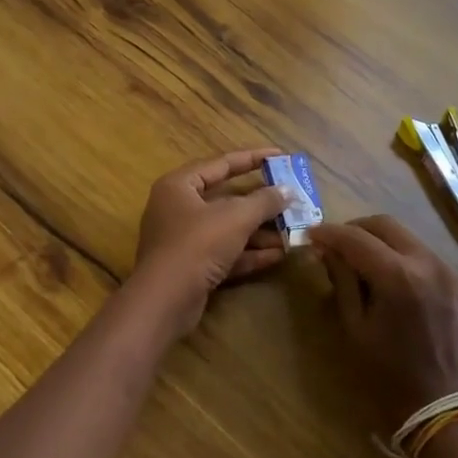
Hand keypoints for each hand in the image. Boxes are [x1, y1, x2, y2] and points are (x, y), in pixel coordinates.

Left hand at [127, 148, 292, 335]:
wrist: (164, 302)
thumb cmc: (197, 244)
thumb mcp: (236, 217)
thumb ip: (264, 201)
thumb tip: (288, 191)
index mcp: (180, 185)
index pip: (221, 163)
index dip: (253, 158)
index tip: (281, 156)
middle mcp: (178, 208)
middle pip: (227, 198)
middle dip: (261, 202)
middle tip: (290, 197)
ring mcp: (184, 240)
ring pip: (228, 228)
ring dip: (260, 231)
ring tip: (292, 230)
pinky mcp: (192, 268)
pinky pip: (225, 253)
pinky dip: (249, 253)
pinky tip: (278, 255)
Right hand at [308, 215, 457, 432]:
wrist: (445, 408)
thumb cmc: (390, 376)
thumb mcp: (356, 328)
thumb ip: (342, 282)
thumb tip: (328, 251)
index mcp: (397, 276)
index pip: (356, 238)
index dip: (329, 233)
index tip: (310, 235)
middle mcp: (425, 261)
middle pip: (383, 224)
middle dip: (354, 229)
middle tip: (333, 245)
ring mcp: (444, 268)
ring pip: (404, 234)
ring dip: (376, 238)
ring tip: (356, 259)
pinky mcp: (454, 279)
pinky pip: (419, 251)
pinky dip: (397, 252)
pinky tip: (384, 272)